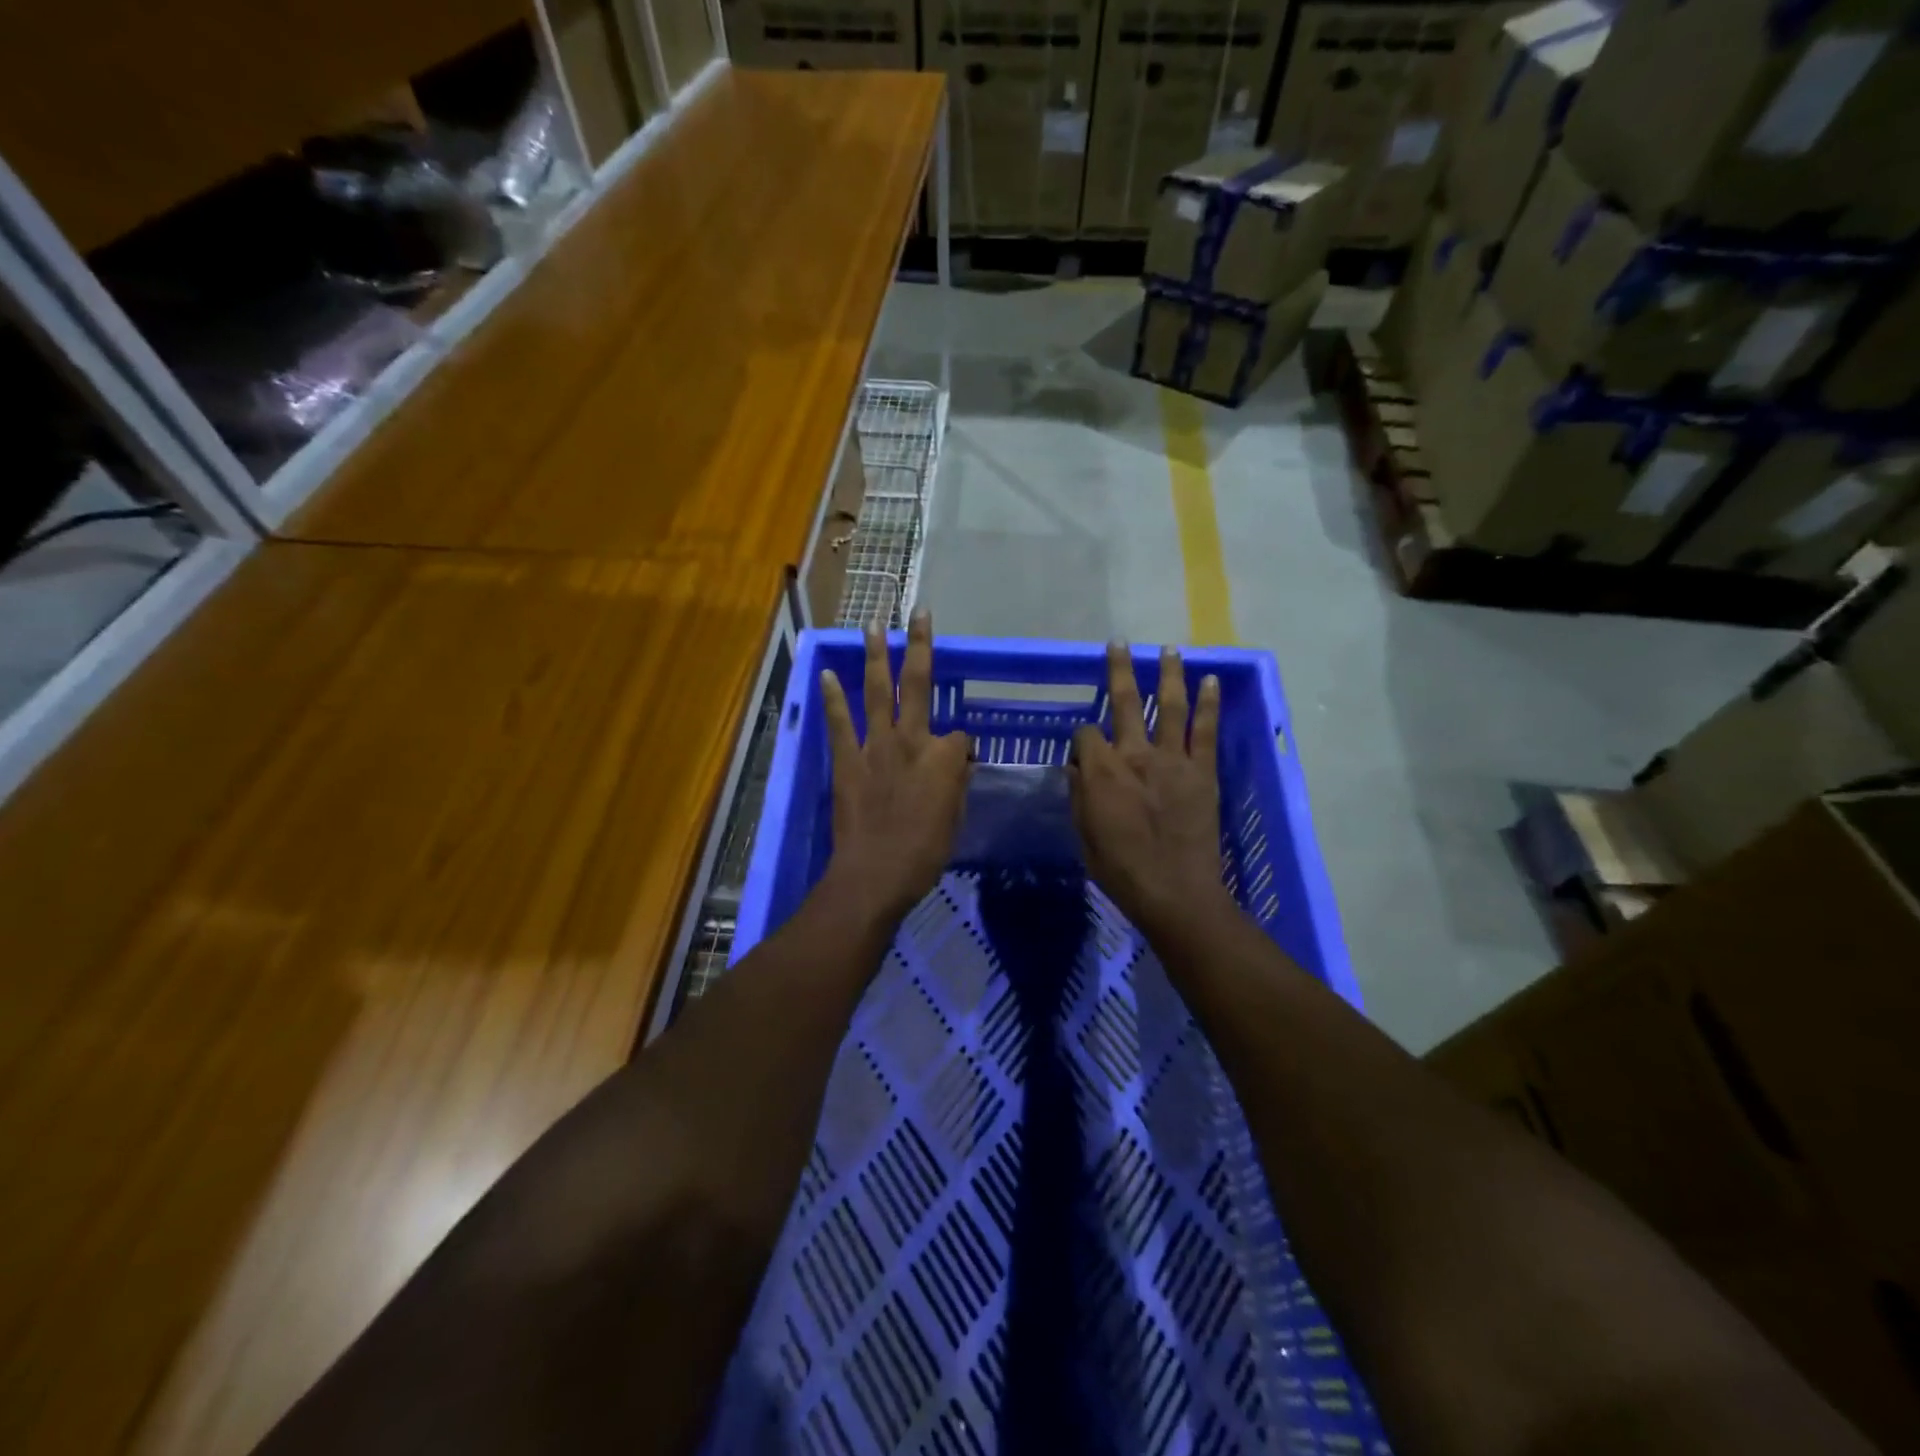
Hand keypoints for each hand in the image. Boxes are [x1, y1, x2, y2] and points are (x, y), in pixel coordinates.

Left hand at [820, 610, 971, 922]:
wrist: (875, 874)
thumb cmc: (924, 854)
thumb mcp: (955, 819)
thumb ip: (955, 785)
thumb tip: (955, 767)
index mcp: (945, 757)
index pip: (960, 735)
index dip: (961, 748)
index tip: (957, 768)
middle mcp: (912, 740)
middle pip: (918, 683)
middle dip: (921, 645)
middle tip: (919, 613)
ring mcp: (876, 746)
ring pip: (878, 691)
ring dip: (876, 656)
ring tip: (872, 626)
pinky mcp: (847, 760)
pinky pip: (840, 722)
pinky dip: (834, 697)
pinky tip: (828, 672)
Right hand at [1069, 642, 1230, 940]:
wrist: (1176, 892)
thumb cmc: (1121, 870)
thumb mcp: (1084, 835)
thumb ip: (1080, 794)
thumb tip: (1076, 766)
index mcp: (1102, 771)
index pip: (1086, 733)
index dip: (1081, 736)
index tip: (1083, 749)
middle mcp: (1135, 754)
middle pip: (1126, 702)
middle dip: (1119, 670)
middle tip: (1119, 643)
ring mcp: (1173, 760)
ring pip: (1169, 705)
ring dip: (1168, 674)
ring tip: (1169, 649)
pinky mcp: (1202, 771)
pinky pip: (1205, 730)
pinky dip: (1209, 703)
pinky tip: (1211, 681)